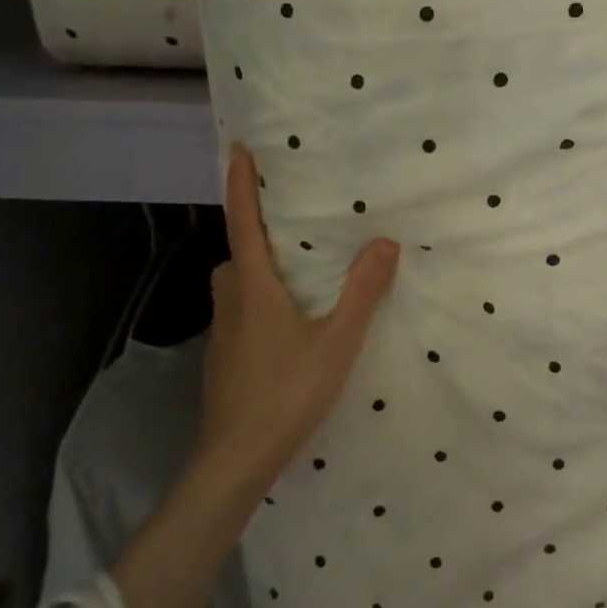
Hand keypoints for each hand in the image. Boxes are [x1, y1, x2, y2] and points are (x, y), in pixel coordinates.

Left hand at [199, 143, 399, 466]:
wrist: (237, 457)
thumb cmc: (287, 390)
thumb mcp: (337, 340)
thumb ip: (362, 291)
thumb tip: (384, 242)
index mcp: (254, 288)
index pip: (243, 223)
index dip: (240, 185)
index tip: (239, 149)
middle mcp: (230, 303)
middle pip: (235, 257)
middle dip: (253, 237)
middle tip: (288, 230)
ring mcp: (222, 336)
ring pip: (234, 289)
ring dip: (255, 274)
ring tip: (295, 280)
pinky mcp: (223, 362)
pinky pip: (238, 316)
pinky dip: (257, 307)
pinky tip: (286, 331)